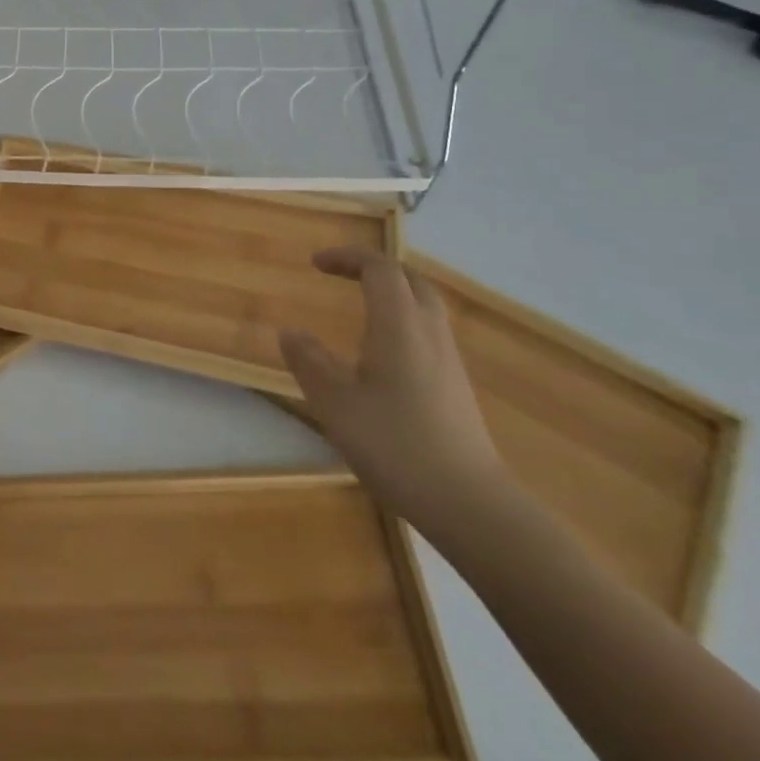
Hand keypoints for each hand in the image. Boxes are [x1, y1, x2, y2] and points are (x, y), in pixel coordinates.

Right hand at [279, 247, 511, 534]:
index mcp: (399, 325)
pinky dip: (403, 321)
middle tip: (342, 275)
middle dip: (374, 268)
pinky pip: (429, 332)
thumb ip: (309, 361)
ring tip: (360, 307)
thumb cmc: (395, 444)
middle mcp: (429, 332)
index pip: (379, 269)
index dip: (347, 257)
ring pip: (424, 306)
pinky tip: (383, 353)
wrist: (469, 502)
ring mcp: (449, 360)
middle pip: (410, 279)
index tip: (316, 264)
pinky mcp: (456, 386)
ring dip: (392, 294)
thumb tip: (290, 331)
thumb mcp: (335, 403)